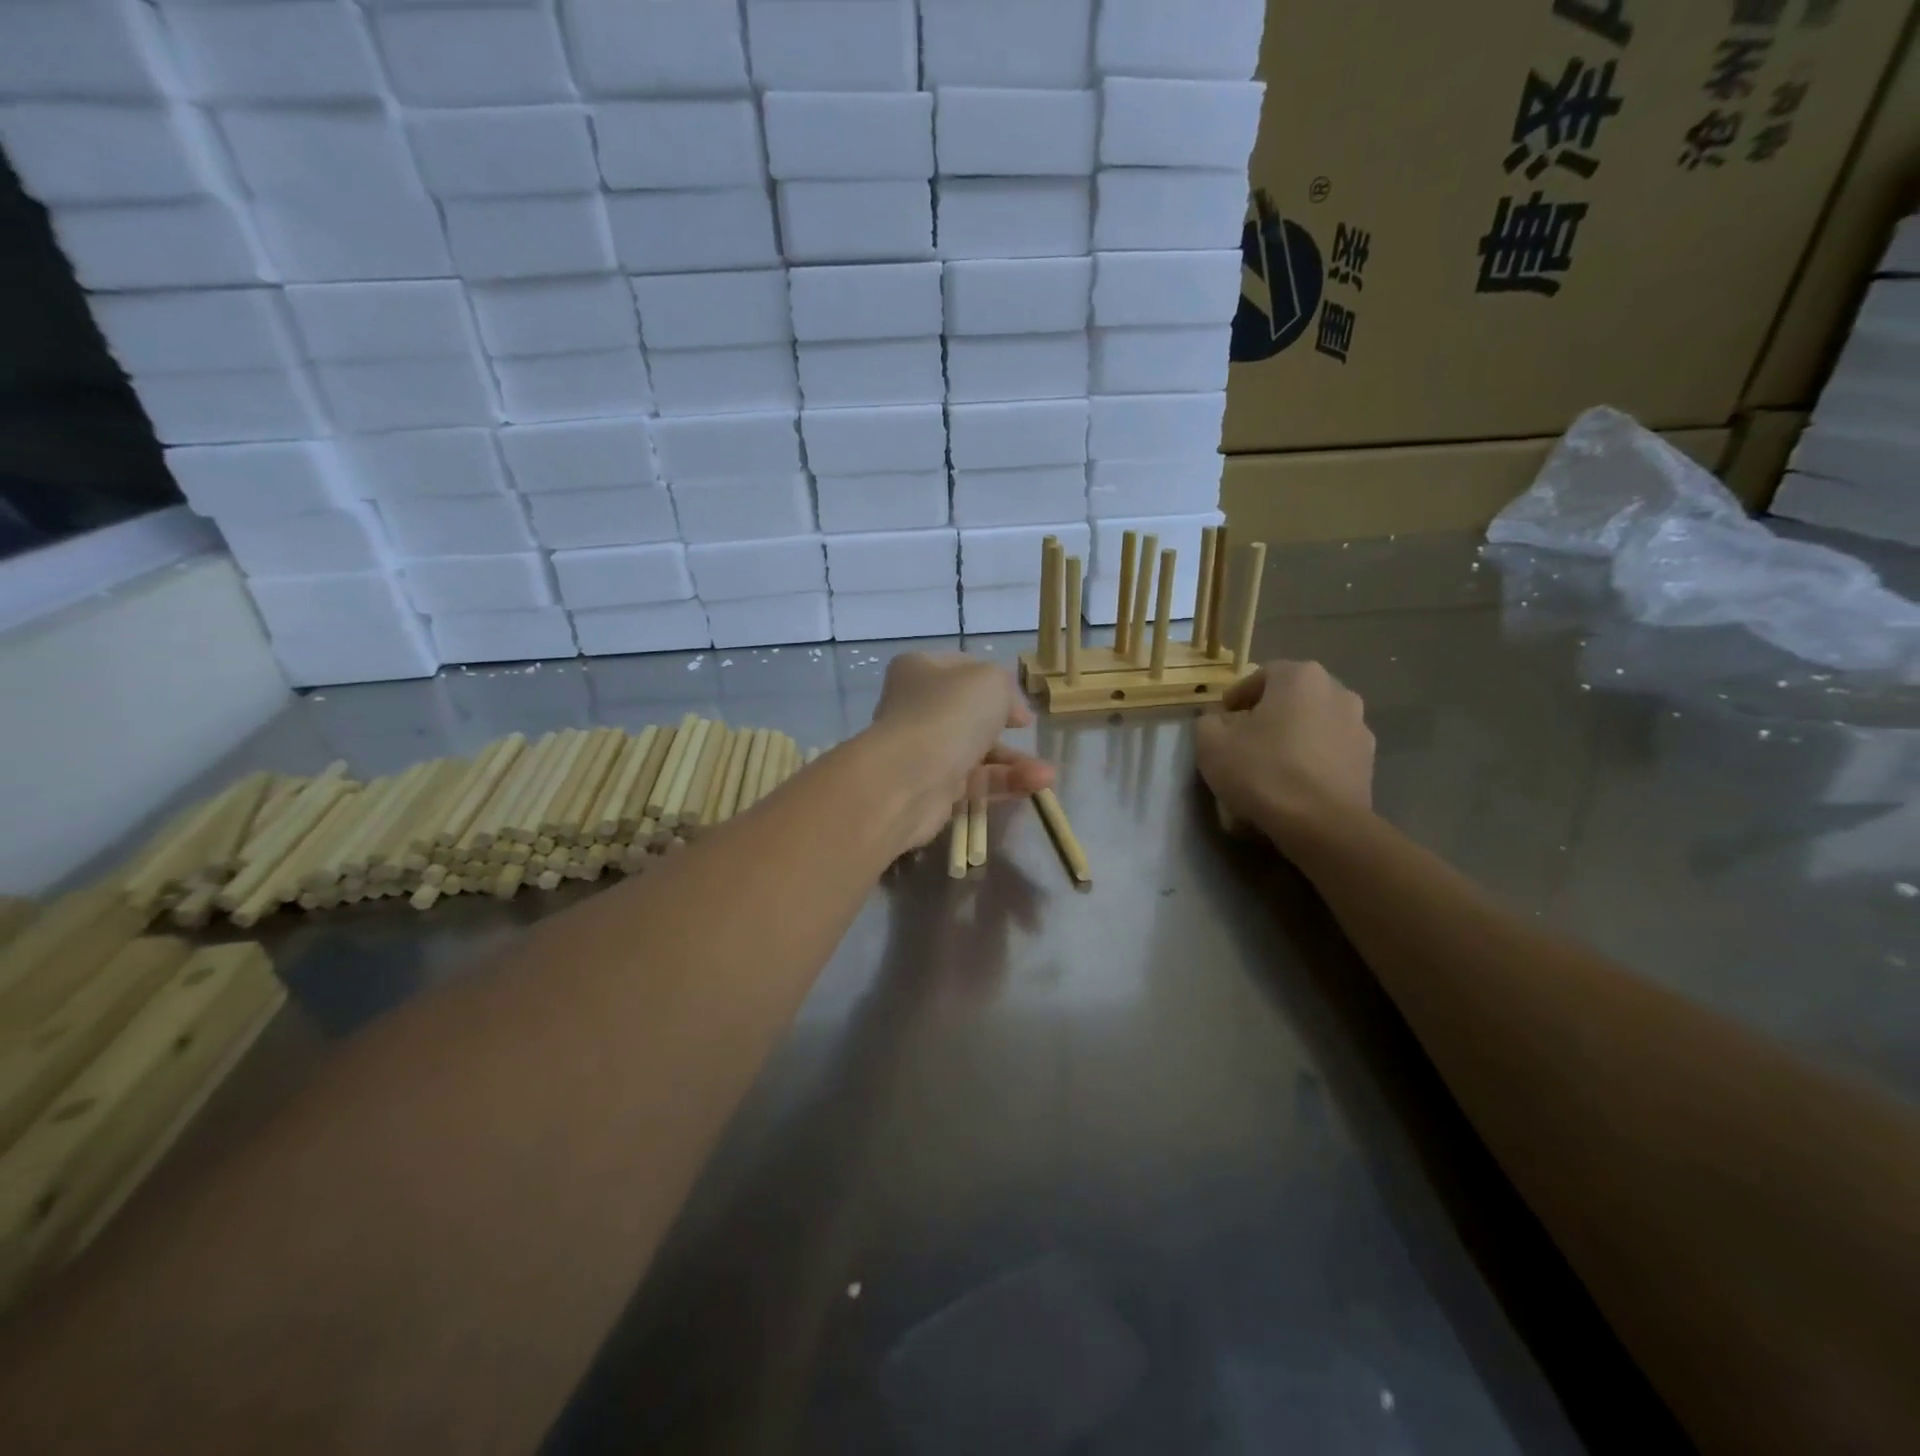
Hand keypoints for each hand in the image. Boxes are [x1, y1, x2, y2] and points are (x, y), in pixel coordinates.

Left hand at [866, 653, 1054, 848]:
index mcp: (919, 669)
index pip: (961, 669)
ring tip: (1047, 774)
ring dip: (1014, 762)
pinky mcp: (933, 788)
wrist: (910, 778)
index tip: (1018, 700)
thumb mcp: (990, 681)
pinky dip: (1005, 783)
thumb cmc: (950, 714)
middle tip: (1028, 731)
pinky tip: (1037, 785)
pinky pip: (975, 782)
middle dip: (1006, 726)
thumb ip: (1005, 688)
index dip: (994, 681)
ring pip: (976, 752)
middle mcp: (916, 708)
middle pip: (969, 714)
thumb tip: (1009, 713)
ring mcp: (923, 750)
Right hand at [1193, 661, 1373, 843]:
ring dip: (1292, 740)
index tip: (1221, 723)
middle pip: (1291, 700)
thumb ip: (1210, 721)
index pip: (1261, 676)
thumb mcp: (1211, 742)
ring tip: (1270, 769)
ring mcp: (1359, 728)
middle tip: (1243, 744)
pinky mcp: (1368, 763)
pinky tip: (1293, 788)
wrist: (1320, 824)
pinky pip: (1329, 753)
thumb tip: (1221, 721)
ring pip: (1312, 727)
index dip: (1237, 698)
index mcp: (1301, 677)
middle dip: (1267, 717)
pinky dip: (1311, 763)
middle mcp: (1337, 692)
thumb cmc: (1261, 771)